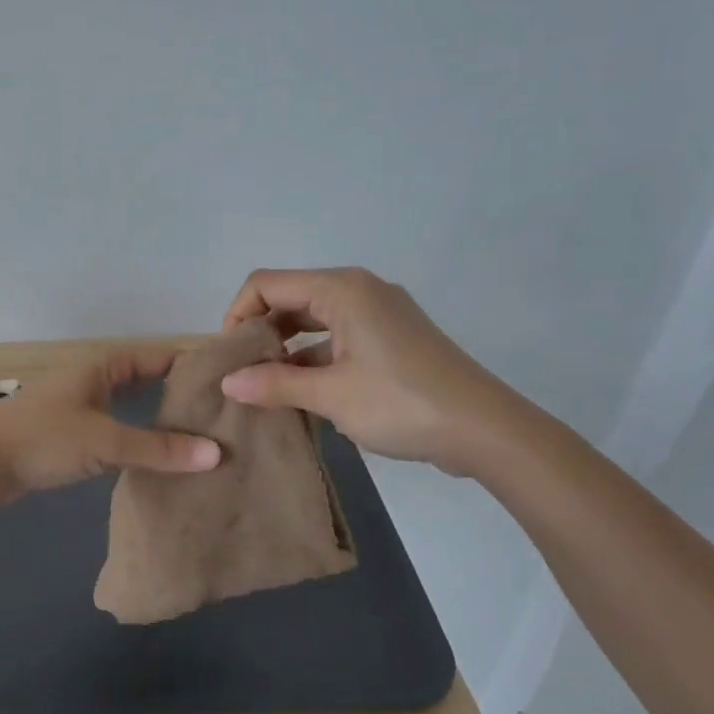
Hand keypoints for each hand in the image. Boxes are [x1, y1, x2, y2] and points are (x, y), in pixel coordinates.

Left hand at [0, 346, 221, 504]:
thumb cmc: (42, 440)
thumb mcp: (104, 442)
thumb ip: (158, 450)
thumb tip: (216, 454)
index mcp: (100, 367)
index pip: (157, 357)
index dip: (190, 367)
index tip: (226, 384)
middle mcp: (92, 380)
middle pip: (144, 381)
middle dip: (177, 396)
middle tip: (219, 416)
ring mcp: (78, 406)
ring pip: (128, 407)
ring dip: (156, 419)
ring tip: (197, 438)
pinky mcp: (69, 434)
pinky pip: (114, 429)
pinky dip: (135, 438)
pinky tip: (155, 458)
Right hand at [218, 267, 523, 475]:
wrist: (484, 429)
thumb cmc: (402, 403)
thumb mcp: (331, 396)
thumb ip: (274, 385)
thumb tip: (228, 382)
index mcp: (342, 289)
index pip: (266, 283)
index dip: (237, 314)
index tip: (228, 356)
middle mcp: (359, 290)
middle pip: (290, 298)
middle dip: (261, 333)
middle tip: (242, 374)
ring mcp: (379, 313)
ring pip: (314, 320)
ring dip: (287, 350)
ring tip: (265, 388)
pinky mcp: (392, 338)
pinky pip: (338, 337)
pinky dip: (314, 359)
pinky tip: (301, 394)